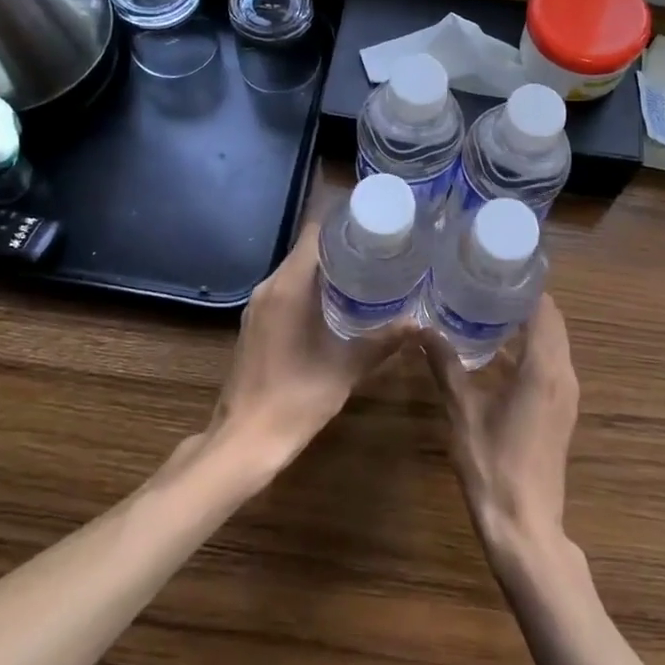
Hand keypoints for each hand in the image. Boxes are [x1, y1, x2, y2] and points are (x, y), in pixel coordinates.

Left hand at [206, 222, 404, 472]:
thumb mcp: (346, 369)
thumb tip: (420, 323)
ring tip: (367, 272)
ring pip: (296, 270)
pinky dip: (312, 288)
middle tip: (381, 248)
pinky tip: (338, 303)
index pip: (315, 232)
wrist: (244, 442)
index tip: (376, 224)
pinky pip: (286, 290)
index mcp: (289, 287)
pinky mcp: (256, 323)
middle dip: (342, 246)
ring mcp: (258, 306)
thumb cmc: (295, 399)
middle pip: (307, 249)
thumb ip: (383, 341)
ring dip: (327, 268)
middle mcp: (269, 287)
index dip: (344, 223)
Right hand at [427, 294, 578, 565]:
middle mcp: (563, 375)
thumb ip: (445, 366)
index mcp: (544, 368)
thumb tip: (423, 331)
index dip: (524, 286)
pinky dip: (530, 350)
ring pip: (553, 344)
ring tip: (487, 310)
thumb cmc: (493, 464)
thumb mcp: (462, 411)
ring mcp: (566, 395)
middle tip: (485, 285)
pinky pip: (550, 365)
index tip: (496, 269)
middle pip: (552, 323)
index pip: (544, 309)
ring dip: (528, 326)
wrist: (525, 525)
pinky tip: (496, 353)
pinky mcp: (561, 411)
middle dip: (523, 302)